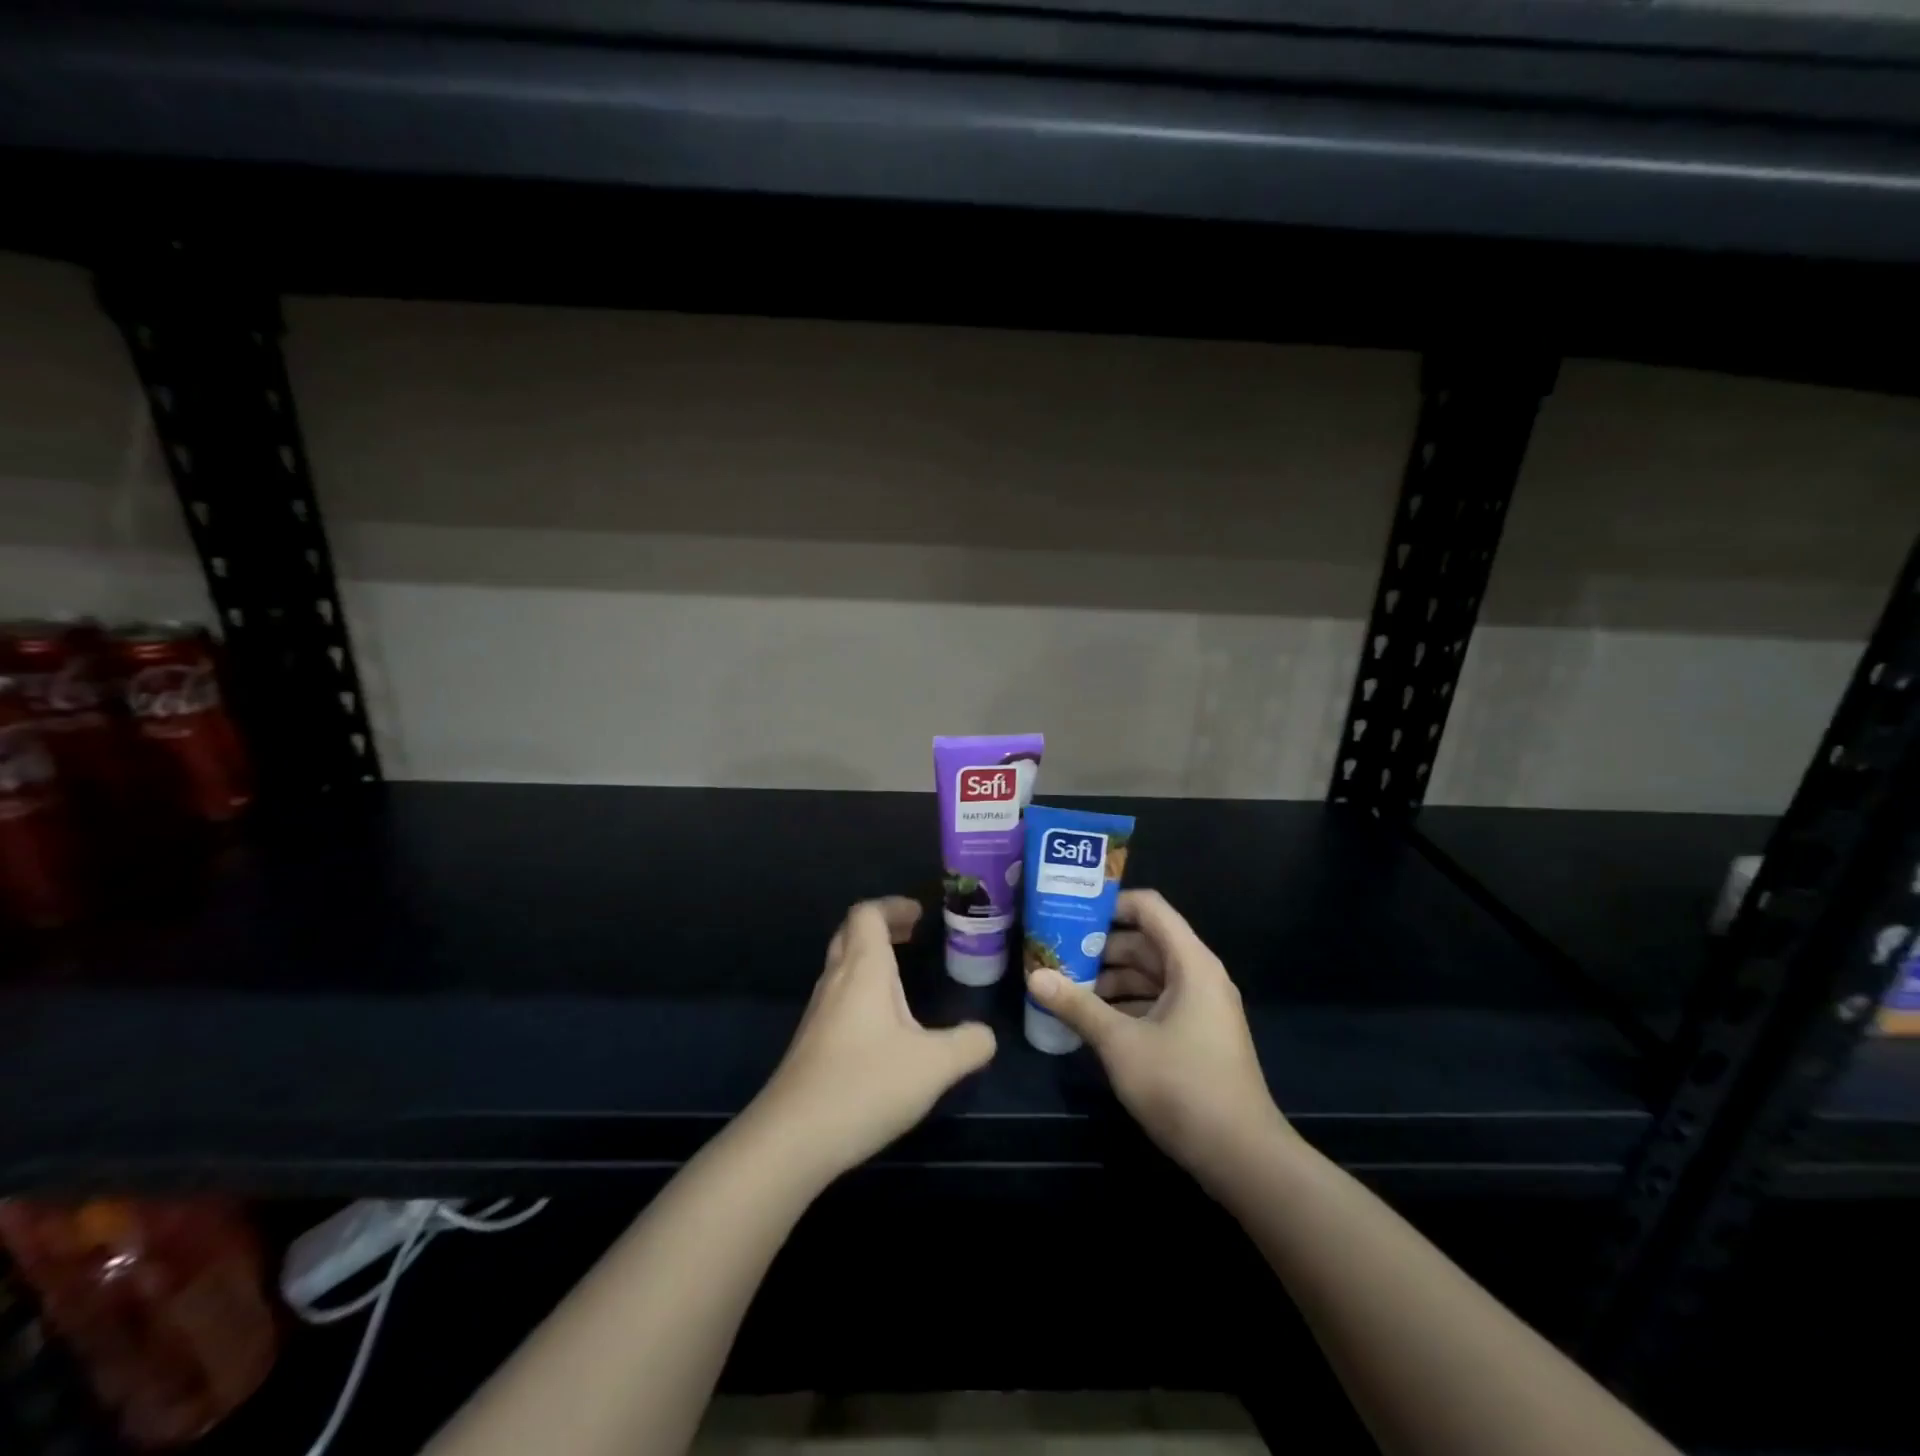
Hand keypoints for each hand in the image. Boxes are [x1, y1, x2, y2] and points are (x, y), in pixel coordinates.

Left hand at [754, 896, 996, 1180]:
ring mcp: (818, 1012)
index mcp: (863, 970)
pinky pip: (837, 996)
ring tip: (900, 975)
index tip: (919, 915)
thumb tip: (986, 1035)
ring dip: (869, 958)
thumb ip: (968, 1045)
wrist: (792, 1138)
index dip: (892, 906)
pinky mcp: (810, 1042)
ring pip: (840, 965)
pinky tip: (881, 1024)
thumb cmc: (866, 1085)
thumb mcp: (934, 1066)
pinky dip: (860, 989)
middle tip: (911, 934)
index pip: (868, 914)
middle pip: (850, 933)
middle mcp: (836, 981)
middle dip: (881, 926)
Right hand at [1025, 890, 1288, 1188]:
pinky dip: (1127, 1004)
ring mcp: (1201, 1007)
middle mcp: (1199, 976)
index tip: (1069, 914)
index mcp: (1190, 963)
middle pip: (1146, 941)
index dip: (1110, 904)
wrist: (1243, 1157)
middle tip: (1056, 953)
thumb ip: (1077, 1006)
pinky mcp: (1198, 1035)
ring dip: (1111, 979)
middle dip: (1101, 947)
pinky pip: (1157, 1002)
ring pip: (1150, 975)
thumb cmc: (1183, 1086)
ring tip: (1066, 988)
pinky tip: (1093, 1020)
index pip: (1149, 908)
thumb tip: (1034, 977)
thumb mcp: (1121, 1043)